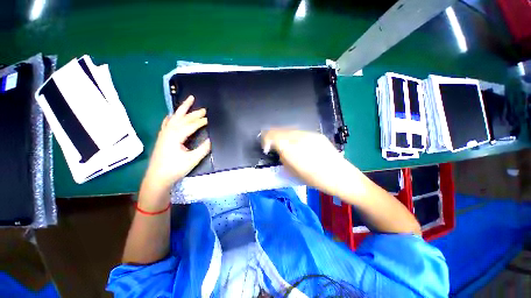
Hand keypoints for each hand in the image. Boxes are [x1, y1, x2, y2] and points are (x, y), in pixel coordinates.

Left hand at [144, 95, 210, 190]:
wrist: (157, 178)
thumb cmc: (175, 169)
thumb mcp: (192, 160)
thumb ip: (203, 149)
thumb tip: (212, 140)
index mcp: (176, 136)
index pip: (191, 125)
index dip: (201, 122)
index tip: (210, 119)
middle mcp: (169, 131)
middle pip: (183, 118)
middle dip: (194, 113)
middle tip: (204, 109)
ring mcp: (164, 133)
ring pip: (175, 117)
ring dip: (183, 109)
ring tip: (189, 100)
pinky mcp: (162, 137)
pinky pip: (167, 122)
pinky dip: (172, 116)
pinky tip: (173, 114)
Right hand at [261, 129, 354, 196]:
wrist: (339, 175)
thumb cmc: (314, 179)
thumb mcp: (292, 172)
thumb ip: (283, 158)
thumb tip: (279, 150)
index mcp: (291, 149)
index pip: (272, 136)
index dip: (265, 139)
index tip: (266, 147)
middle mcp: (298, 137)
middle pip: (279, 130)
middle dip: (272, 136)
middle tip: (271, 145)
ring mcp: (308, 134)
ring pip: (288, 130)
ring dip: (282, 136)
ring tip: (284, 144)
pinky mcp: (315, 134)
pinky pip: (298, 132)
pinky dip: (292, 136)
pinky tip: (296, 144)